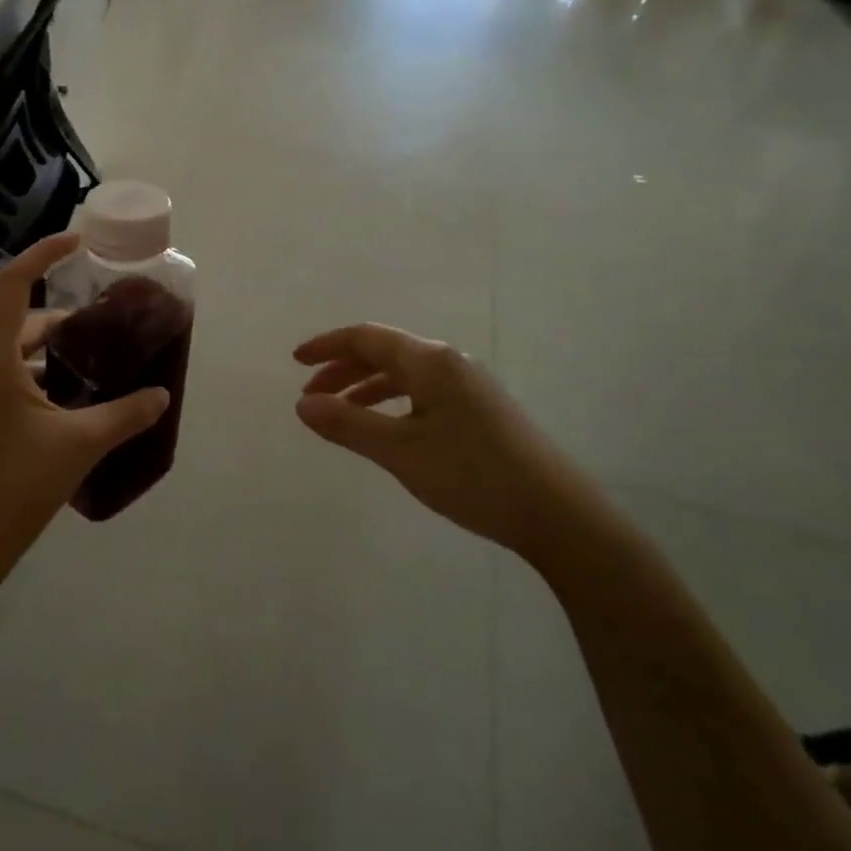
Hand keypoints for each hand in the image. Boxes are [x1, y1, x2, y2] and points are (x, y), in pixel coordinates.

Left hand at [0, 233, 169, 601]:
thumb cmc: (13, 488)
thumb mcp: (78, 446)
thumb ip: (125, 415)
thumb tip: (162, 396)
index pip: (13, 284)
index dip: (44, 254)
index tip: (77, 242)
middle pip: (16, 324)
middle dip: (61, 323)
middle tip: (104, 330)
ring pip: (8, 357)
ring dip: (47, 357)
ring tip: (90, 371)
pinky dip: (31, 381)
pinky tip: (62, 408)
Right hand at [293, 324, 591, 557]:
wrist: (555, 512)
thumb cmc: (472, 475)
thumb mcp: (400, 452)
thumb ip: (348, 425)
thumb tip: (302, 405)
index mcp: (429, 361)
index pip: (367, 338)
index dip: (327, 346)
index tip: (295, 361)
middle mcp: (449, 362)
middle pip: (385, 352)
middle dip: (343, 369)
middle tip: (311, 395)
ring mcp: (468, 384)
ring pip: (404, 374)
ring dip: (366, 387)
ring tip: (339, 413)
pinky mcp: (480, 408)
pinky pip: (422, 391)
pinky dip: (391, 402)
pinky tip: (384, 427)